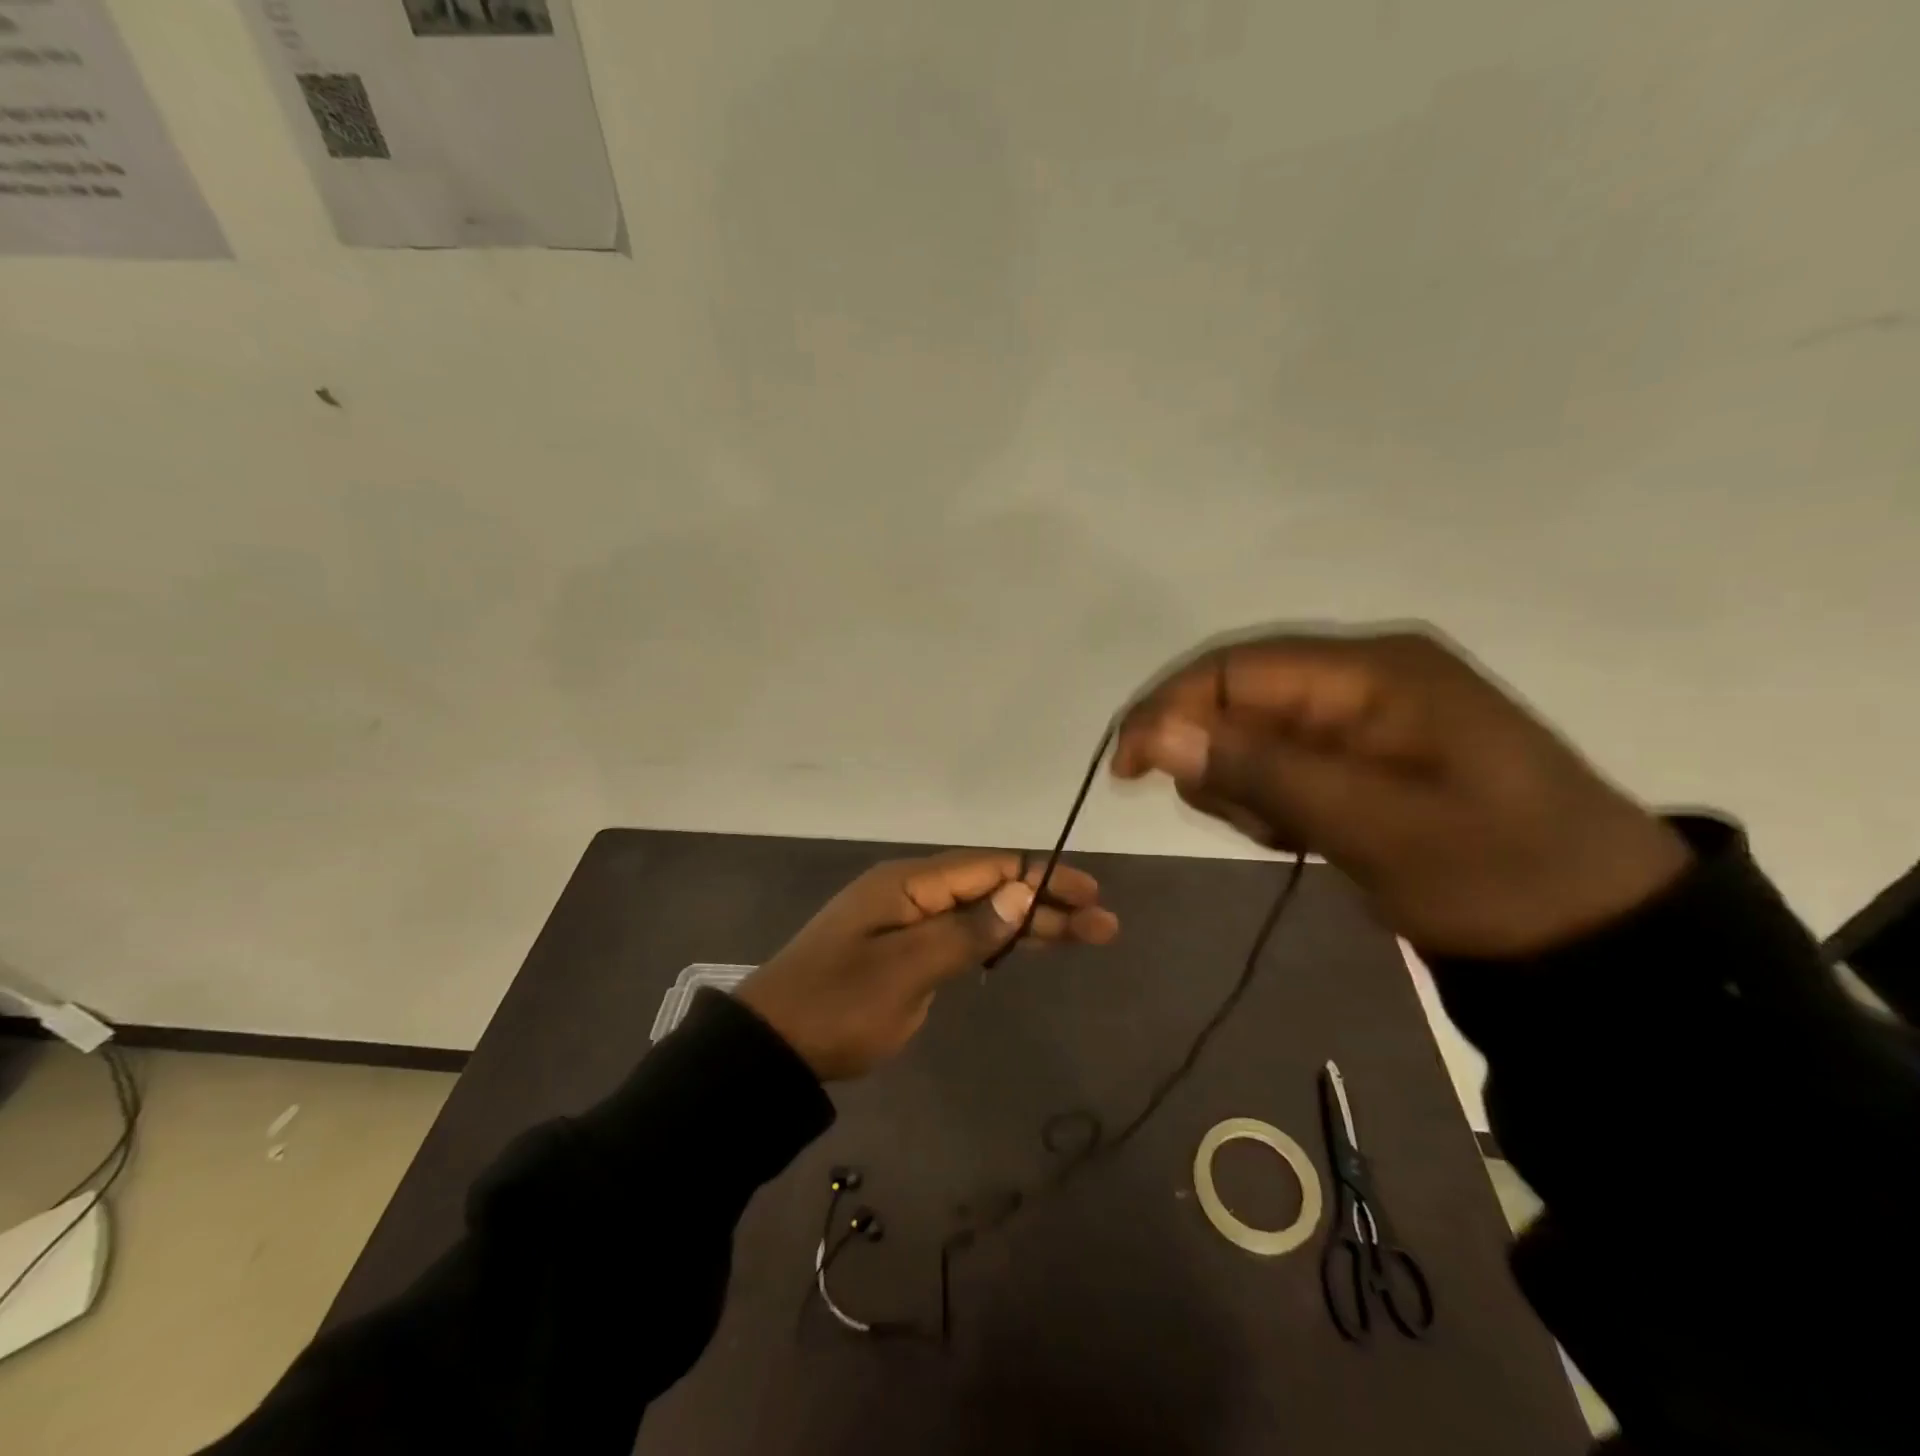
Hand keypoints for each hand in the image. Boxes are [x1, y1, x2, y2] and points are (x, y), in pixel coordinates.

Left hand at [738, 850, 1118, 1079]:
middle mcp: (910, 893)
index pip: (990, 869)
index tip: (1091, 895)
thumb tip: (1023, 891)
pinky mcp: (902, 952)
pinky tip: (1024, 946)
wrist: (773, 1048)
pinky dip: (996, 940)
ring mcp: (905, 923)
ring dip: (1028, 923)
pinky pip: (959, 934)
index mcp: (909, 884)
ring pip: (979, 912)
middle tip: (1103, 924)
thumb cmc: (839, 1006)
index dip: (1044, 878)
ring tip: (1082, 935)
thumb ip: (967, 930)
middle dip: (1047, 904)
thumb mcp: (907, 971)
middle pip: (991, 889)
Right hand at [1112, 628, 1690, 957]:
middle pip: (1240, 697)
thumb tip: (1151, 734)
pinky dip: (1271, 800)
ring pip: (1255, 734)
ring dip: (1245, 784)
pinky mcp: (1364, 756)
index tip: (1126, 769)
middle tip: (1248, 822)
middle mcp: (1363, 677)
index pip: (1236, 667)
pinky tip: (1301, 836)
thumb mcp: (1370, 823)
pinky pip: (1284, 763)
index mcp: (1374, 670)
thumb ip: (1258, 771)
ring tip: (1286, 836)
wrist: (1596, 936)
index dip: (1169, 708)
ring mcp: (1365, 718)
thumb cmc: (1493, 872)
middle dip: (1216, 756)